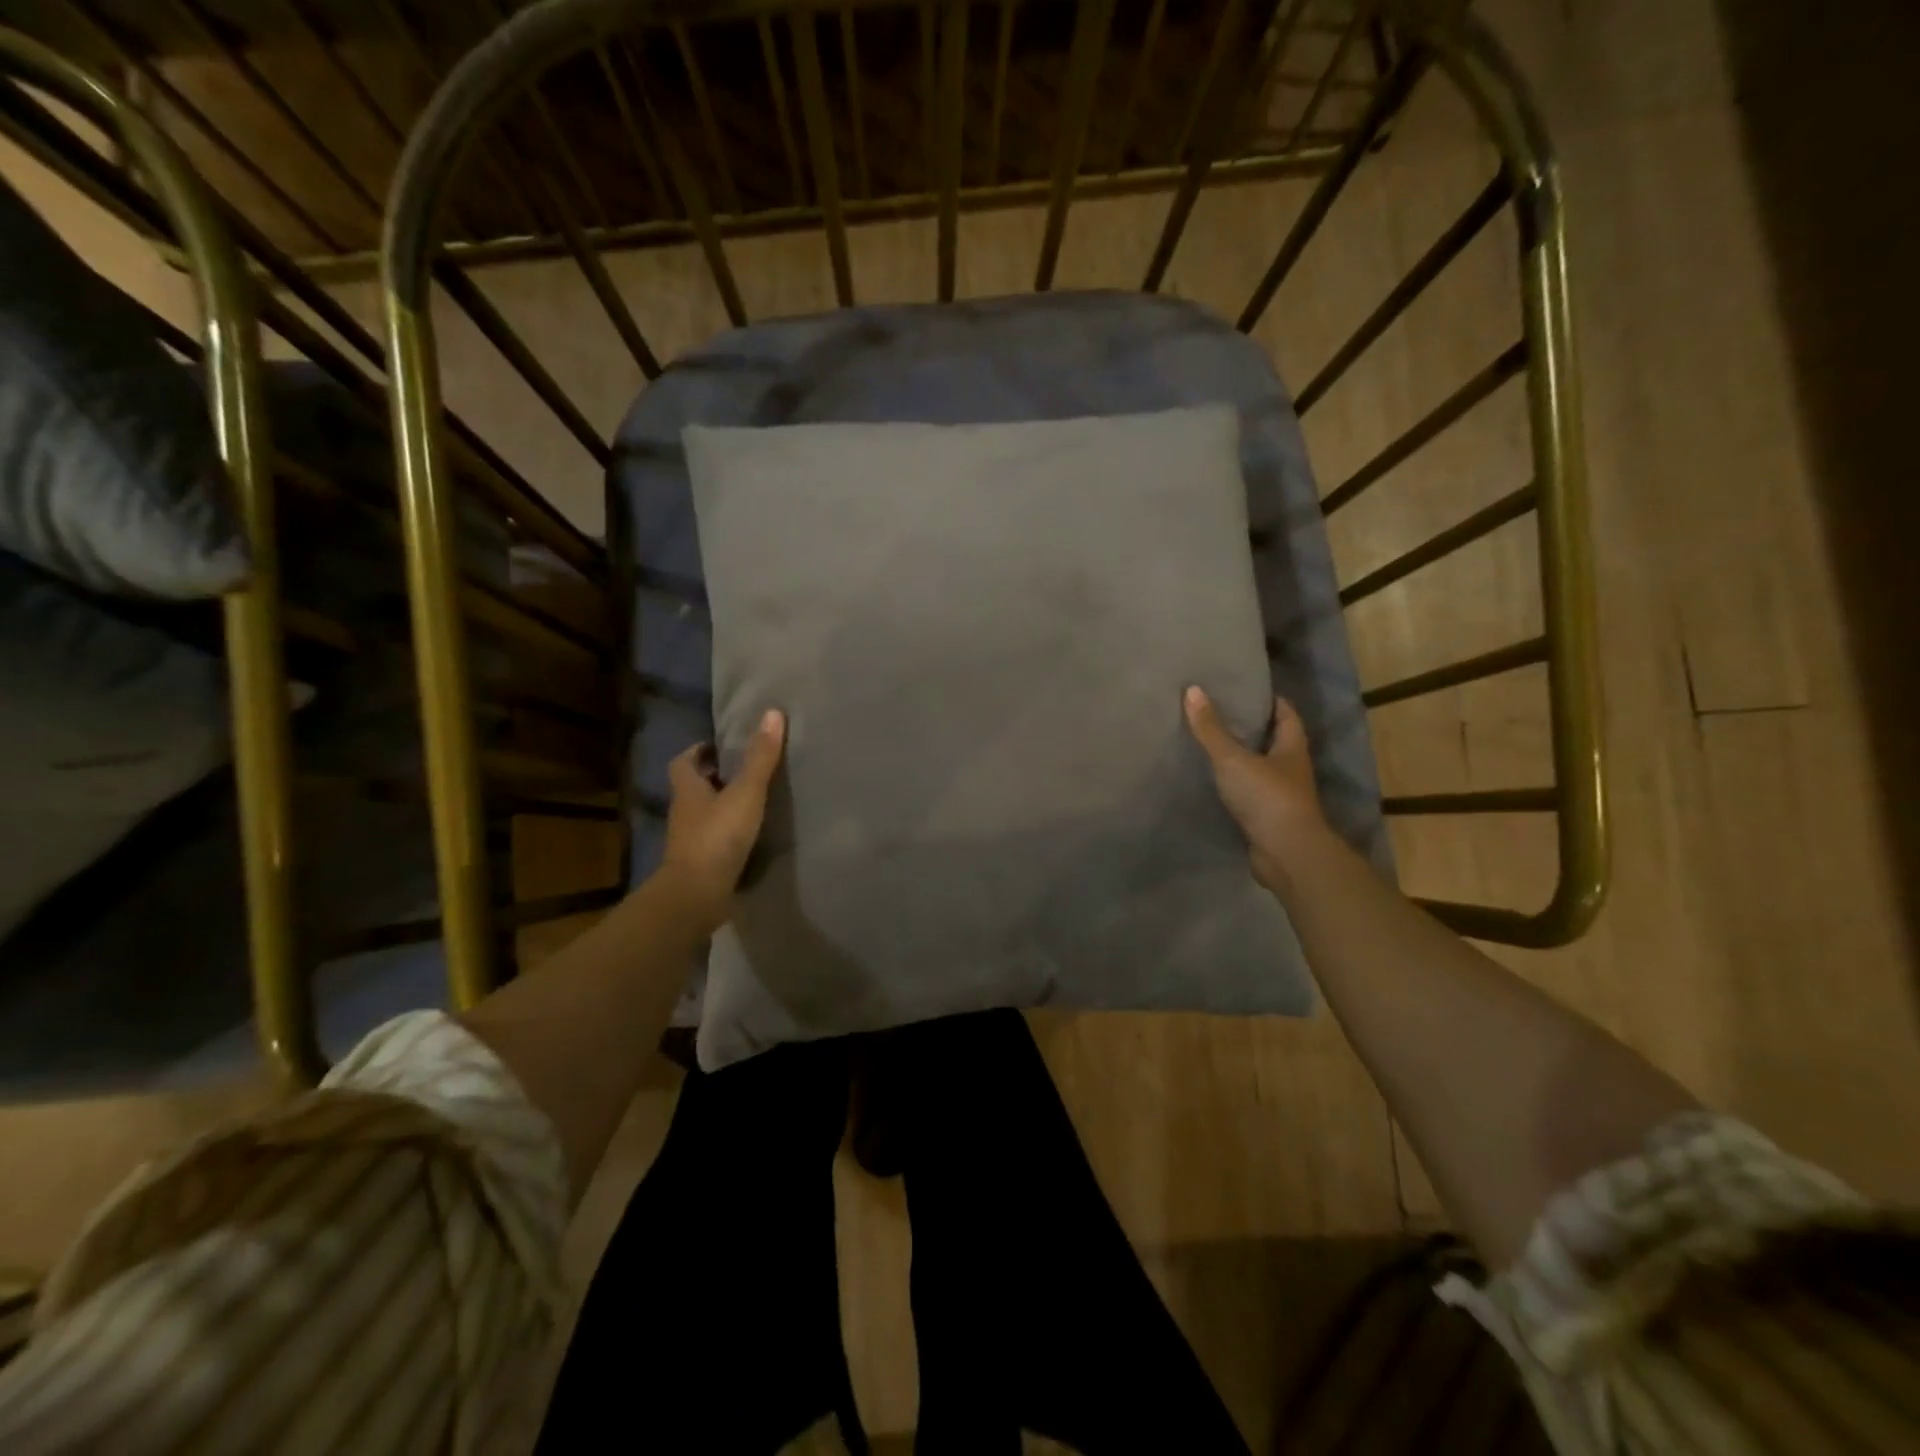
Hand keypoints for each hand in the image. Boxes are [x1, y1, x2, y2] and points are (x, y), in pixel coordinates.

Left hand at [658, 708, 785, 932]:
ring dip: (721, 806)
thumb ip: (760, 758)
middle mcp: (684, 813)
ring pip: (704, 815)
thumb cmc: (717, 837)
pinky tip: (750, 836)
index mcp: (687, 790)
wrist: (696, 895)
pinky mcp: (700, 864)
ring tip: (753, 801)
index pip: (684, 762)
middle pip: (694, 788)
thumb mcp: (745, 793)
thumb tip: (773, 713)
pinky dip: (727, 834)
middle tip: (743, 771)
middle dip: (714, 778)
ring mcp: (689, 841)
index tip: (720, 747)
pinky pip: (713, 840)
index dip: (698, 752)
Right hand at [1184, 686, 1325, 894]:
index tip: (1244, 688)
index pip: (1286, 713)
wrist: (1286, 854)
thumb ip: (1211, 729)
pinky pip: (1248, 793)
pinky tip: (1211, 780)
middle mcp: (1291, 768)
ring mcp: (1281, 795)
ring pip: (1260, 767)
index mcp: (1291, 747)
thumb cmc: (1267, 798)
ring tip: (1209, 743)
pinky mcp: (1267, 818)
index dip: (1269, 699)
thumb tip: (1192, 689)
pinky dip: (1233, 785)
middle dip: (1250, 726)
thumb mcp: (1233, 759)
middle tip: (1218, 711)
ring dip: (1240, 757)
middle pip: (1273, 739)